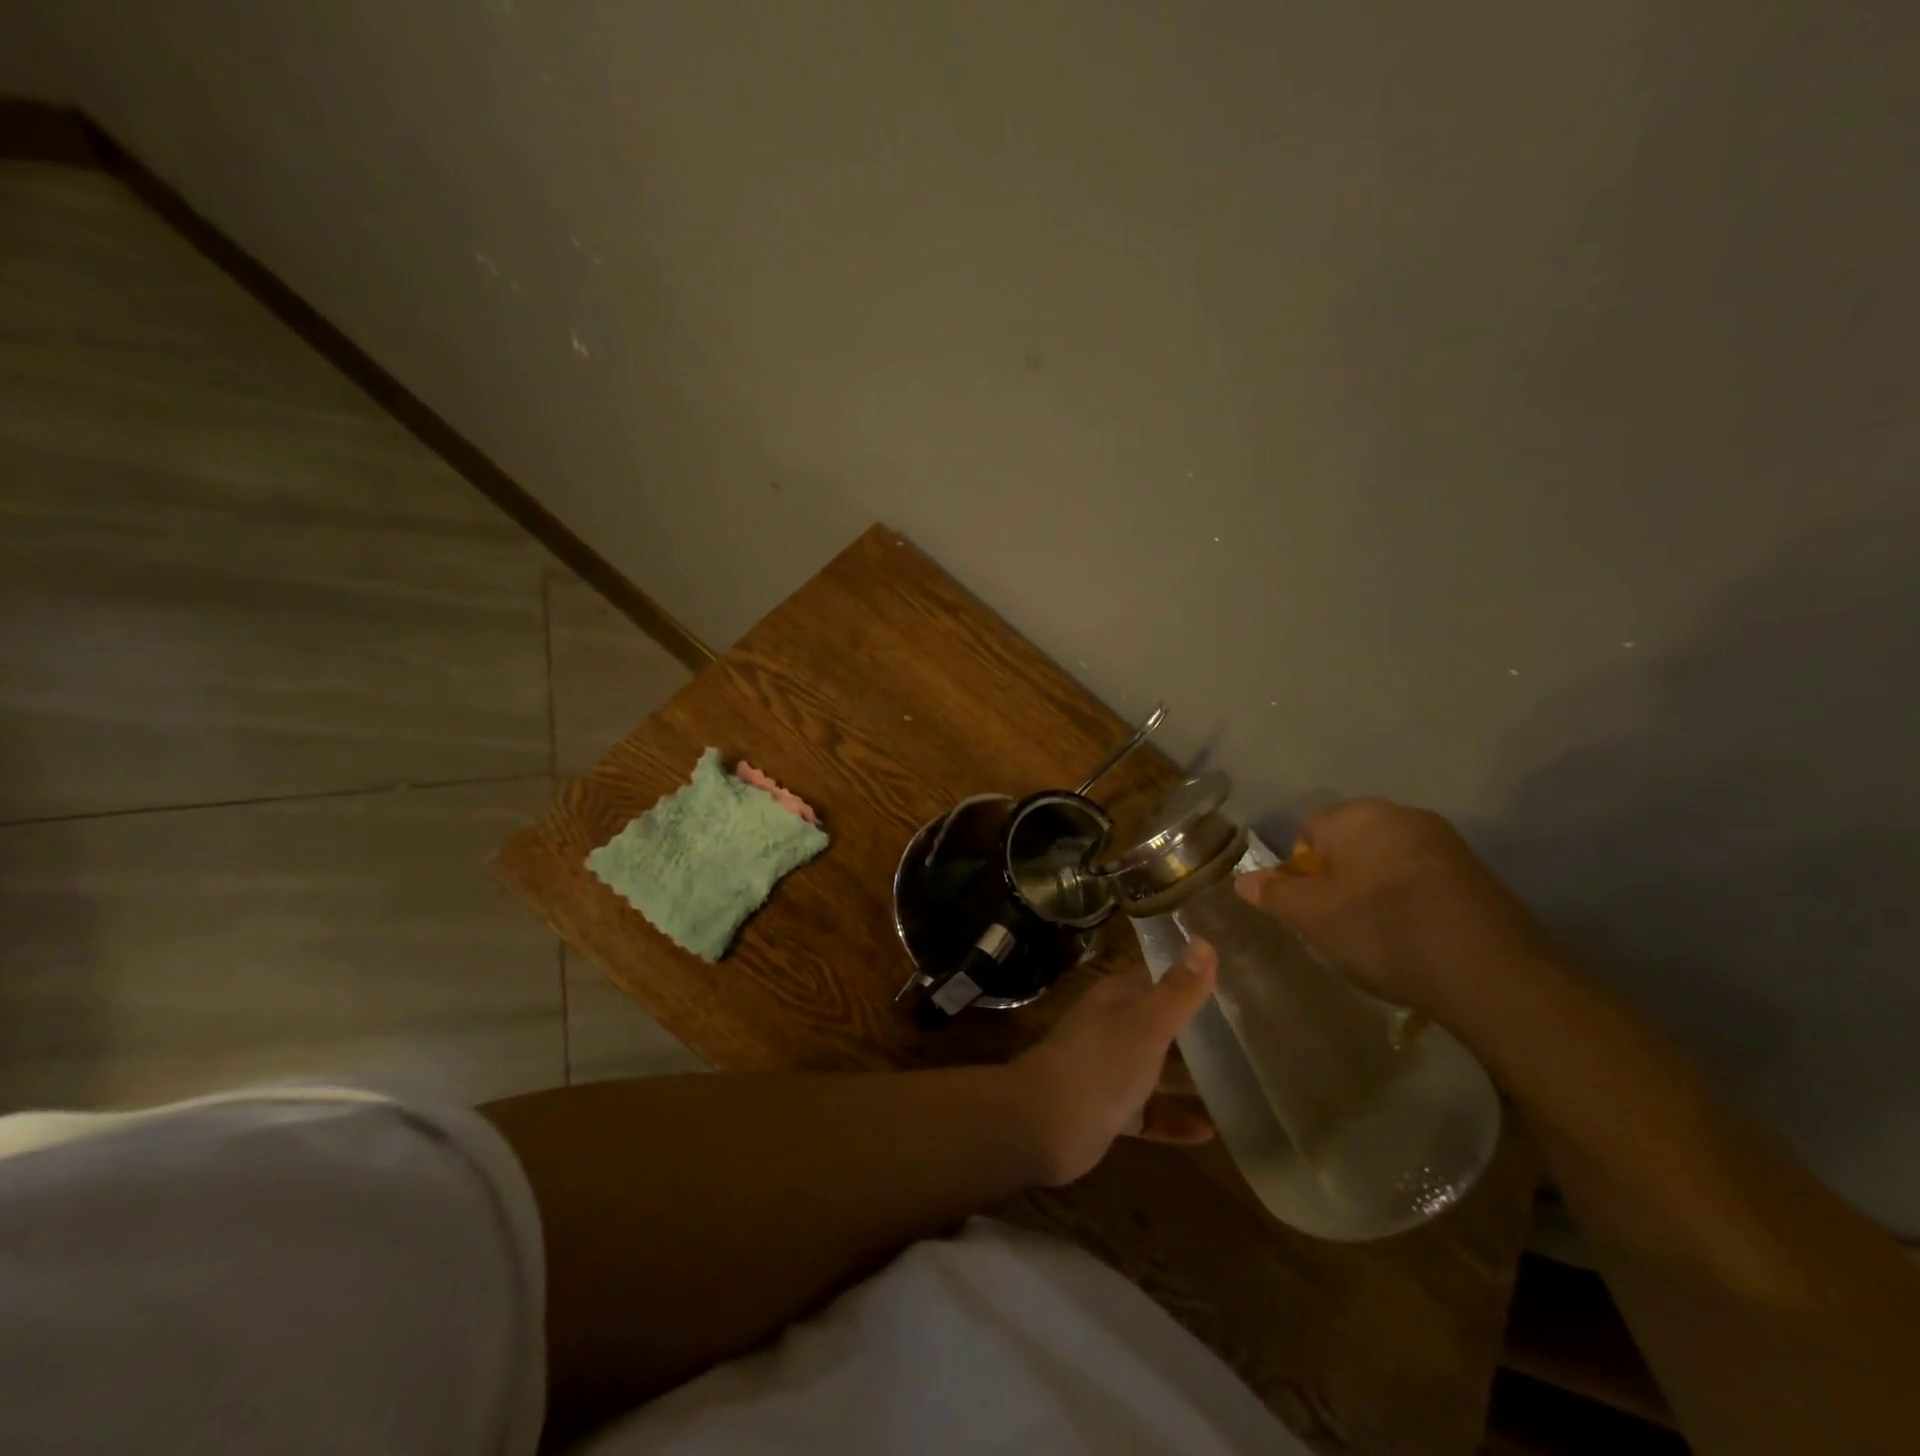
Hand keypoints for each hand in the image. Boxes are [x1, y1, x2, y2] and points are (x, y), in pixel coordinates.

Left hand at [1008, 940, 1217, 1185]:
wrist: (1045, 1124)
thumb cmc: (1100, 1063)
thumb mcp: (1147, 1023)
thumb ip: (1178, 990)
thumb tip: (1205, 941)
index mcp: (1116, 999)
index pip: (1155, 977)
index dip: (1188, 977)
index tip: (1232, 981)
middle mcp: (1112, 1028)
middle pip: (1159, 1024)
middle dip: (1197, 1030)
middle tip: (1247, 1036)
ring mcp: (1109, 1070)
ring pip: (1155, 1070)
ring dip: (1189, 1078)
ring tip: (1240, 1084)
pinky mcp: (1110, 1110)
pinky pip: (1149, 1112)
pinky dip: (1174, 1119)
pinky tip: (1211, 1132)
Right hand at [1234, 798, 1554, 1020]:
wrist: (1488, 971)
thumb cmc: (1380, 929)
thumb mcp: (1310, 916)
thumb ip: (1273, 893)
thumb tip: (1244, 879)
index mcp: (1356, 815)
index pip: (1308, 829)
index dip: (1300, 869)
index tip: (1309, 907)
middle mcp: (1400, 814)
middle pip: (1349, 842)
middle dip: (1338, 877)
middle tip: (1336, 922)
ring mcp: (1444, 841)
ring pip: (1386, 860)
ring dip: (1374, 889)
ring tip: (1377, 935)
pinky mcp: (1476, 873)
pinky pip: (1423, 878)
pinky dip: (1411, 901)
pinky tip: (1415, 937)